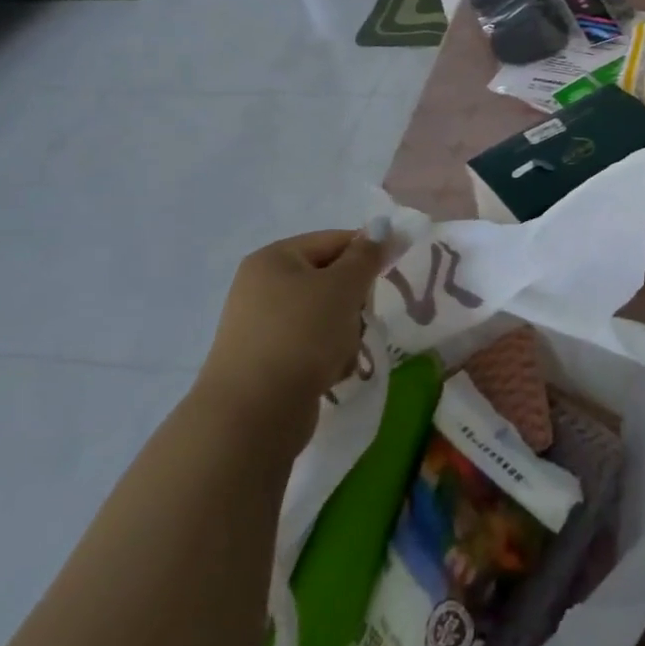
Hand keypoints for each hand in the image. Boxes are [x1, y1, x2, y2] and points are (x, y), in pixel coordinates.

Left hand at [196, 230, 386, 434]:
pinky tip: (329, 374)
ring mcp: (261, 326)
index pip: (333, 240)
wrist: (254, 414)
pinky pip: (310, 346)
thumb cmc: (302, 335)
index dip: (366, 254)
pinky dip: (326, 357)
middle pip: (330, 280)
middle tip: (360, 319)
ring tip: (343, 353)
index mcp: (274, 258)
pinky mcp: (265, 362)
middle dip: (354, 301)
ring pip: (324, 316)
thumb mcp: (344, 286)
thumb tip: (382, 231)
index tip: (390, 275)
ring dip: (344, 332)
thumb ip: (367, 255)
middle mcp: (261, 287)